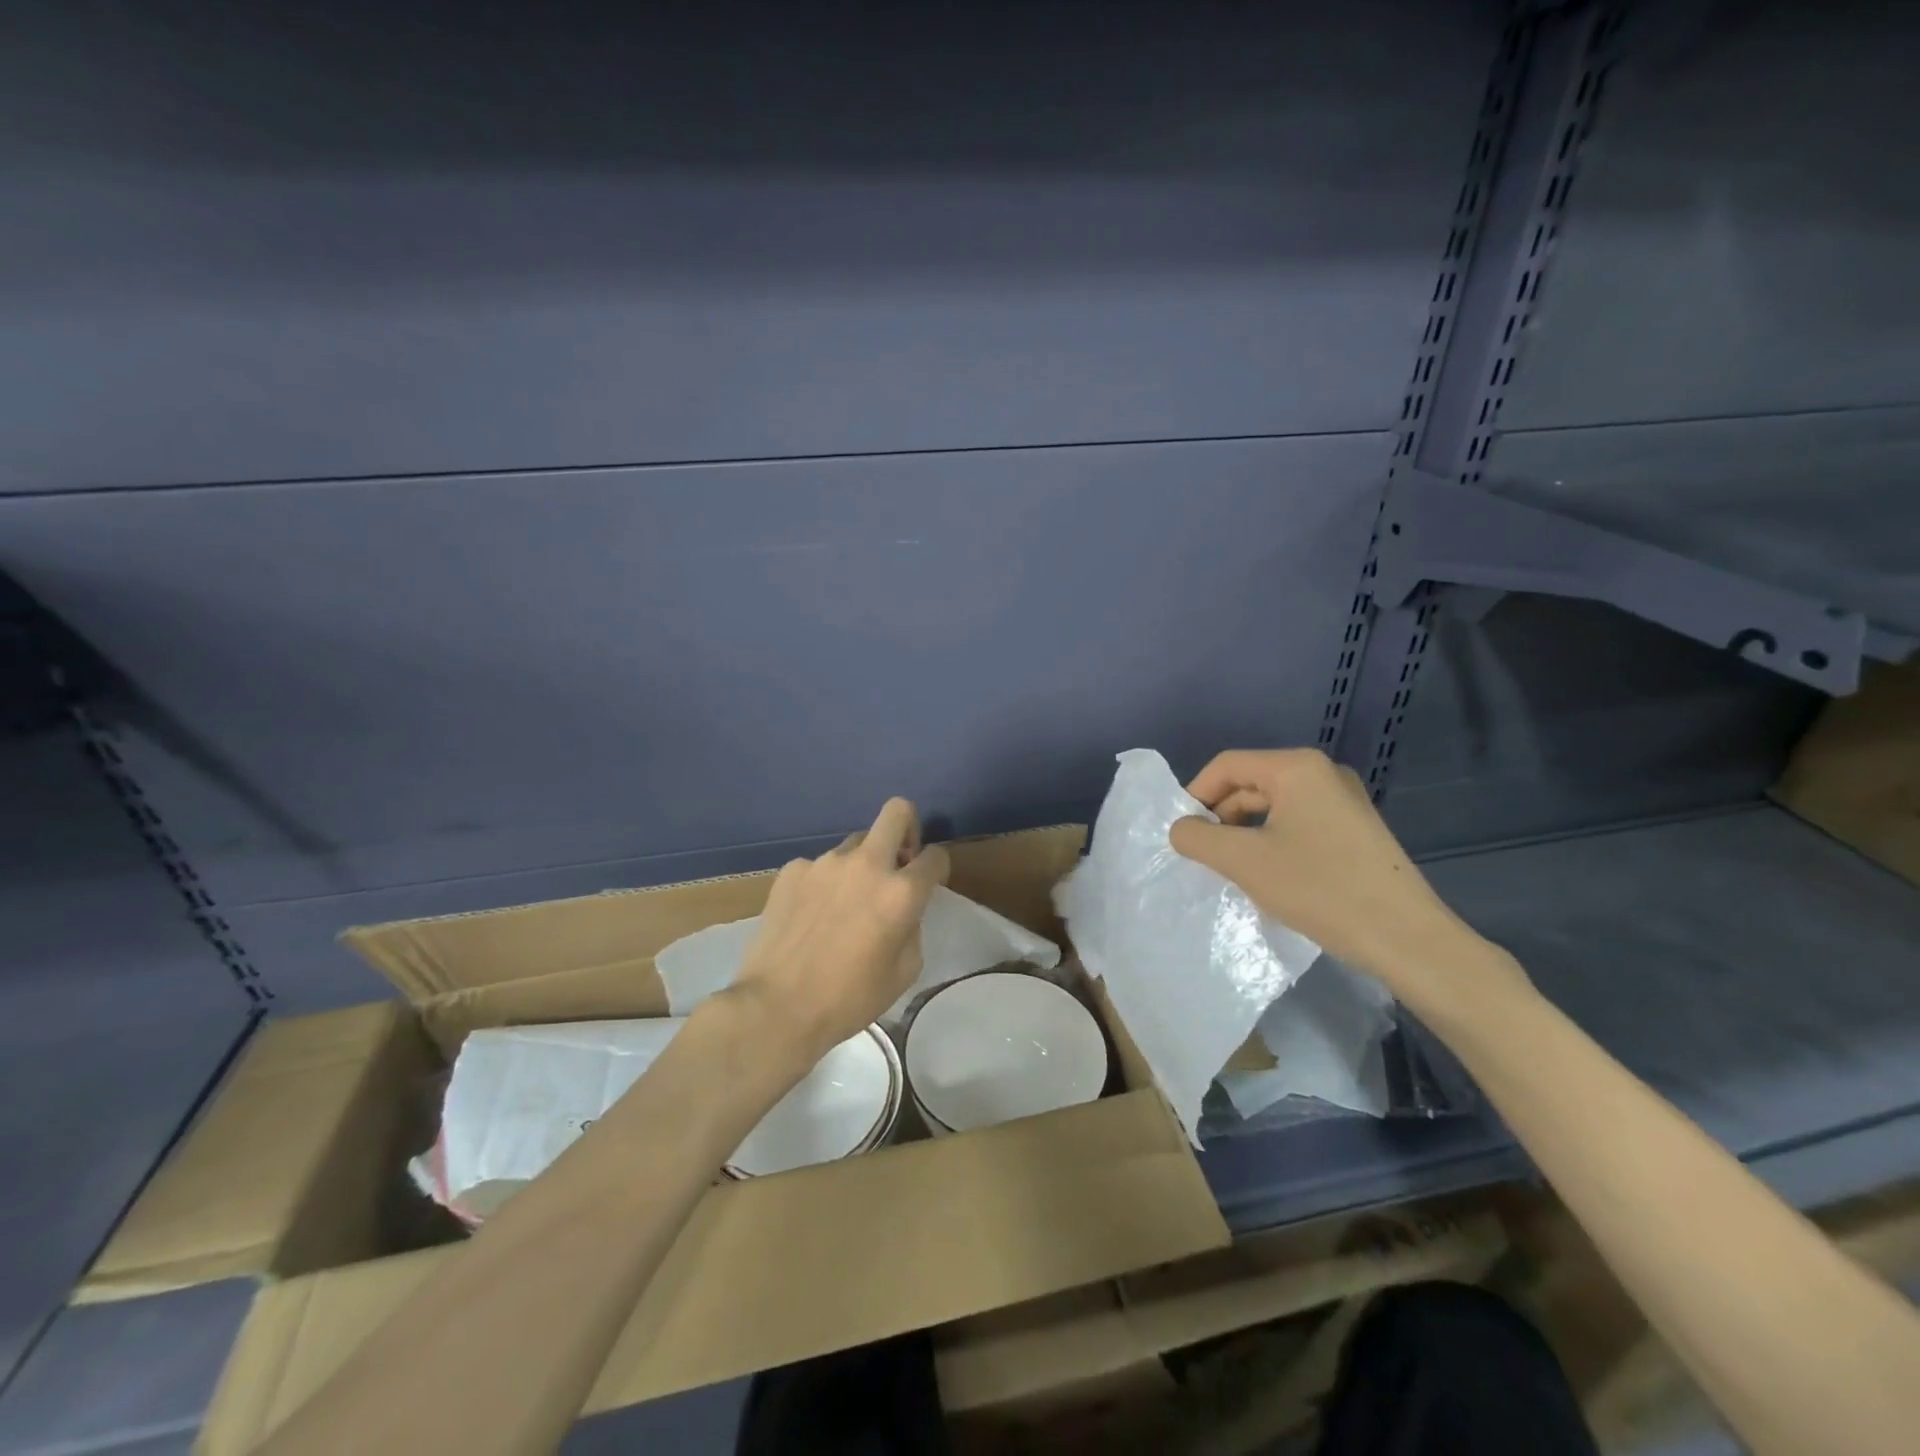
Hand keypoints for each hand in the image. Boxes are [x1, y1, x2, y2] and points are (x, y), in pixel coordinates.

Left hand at [728, 797, 949, 1068]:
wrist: (776, 1008)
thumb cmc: (848, 999)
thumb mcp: (903, 972)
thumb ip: (912, 927)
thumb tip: (904, 909)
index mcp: (900, 892)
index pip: (935, 856)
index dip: (937, 868)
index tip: (927, 883)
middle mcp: (866, 865)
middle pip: (897, 812)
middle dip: (907, 829)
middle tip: (898, 861)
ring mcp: (825, 863)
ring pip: (855, 844)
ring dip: (861, 865)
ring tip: (844, 904)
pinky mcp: (792, 870)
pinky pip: (820, 866)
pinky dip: (825, 883)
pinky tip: (811, 915)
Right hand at [1168, 749, 1525, 1016]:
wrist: (1405, 938)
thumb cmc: (1319, 889)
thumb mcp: (1244, 862)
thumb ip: (1198, 838)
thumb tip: (1181, 829)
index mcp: (1297, 767)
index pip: (1227, 765)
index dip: (1195, 794)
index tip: (1181, 832)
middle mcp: (1323, 772)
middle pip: (1251, 782)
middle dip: (1220, 815)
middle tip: (1203, 854)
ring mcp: (1344, 800)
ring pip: (1274, 804)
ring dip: (1244, 830)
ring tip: (1232, 867)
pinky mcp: (1356, 828)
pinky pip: (1298, 821)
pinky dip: (1272, 840)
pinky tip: (1268, 873)